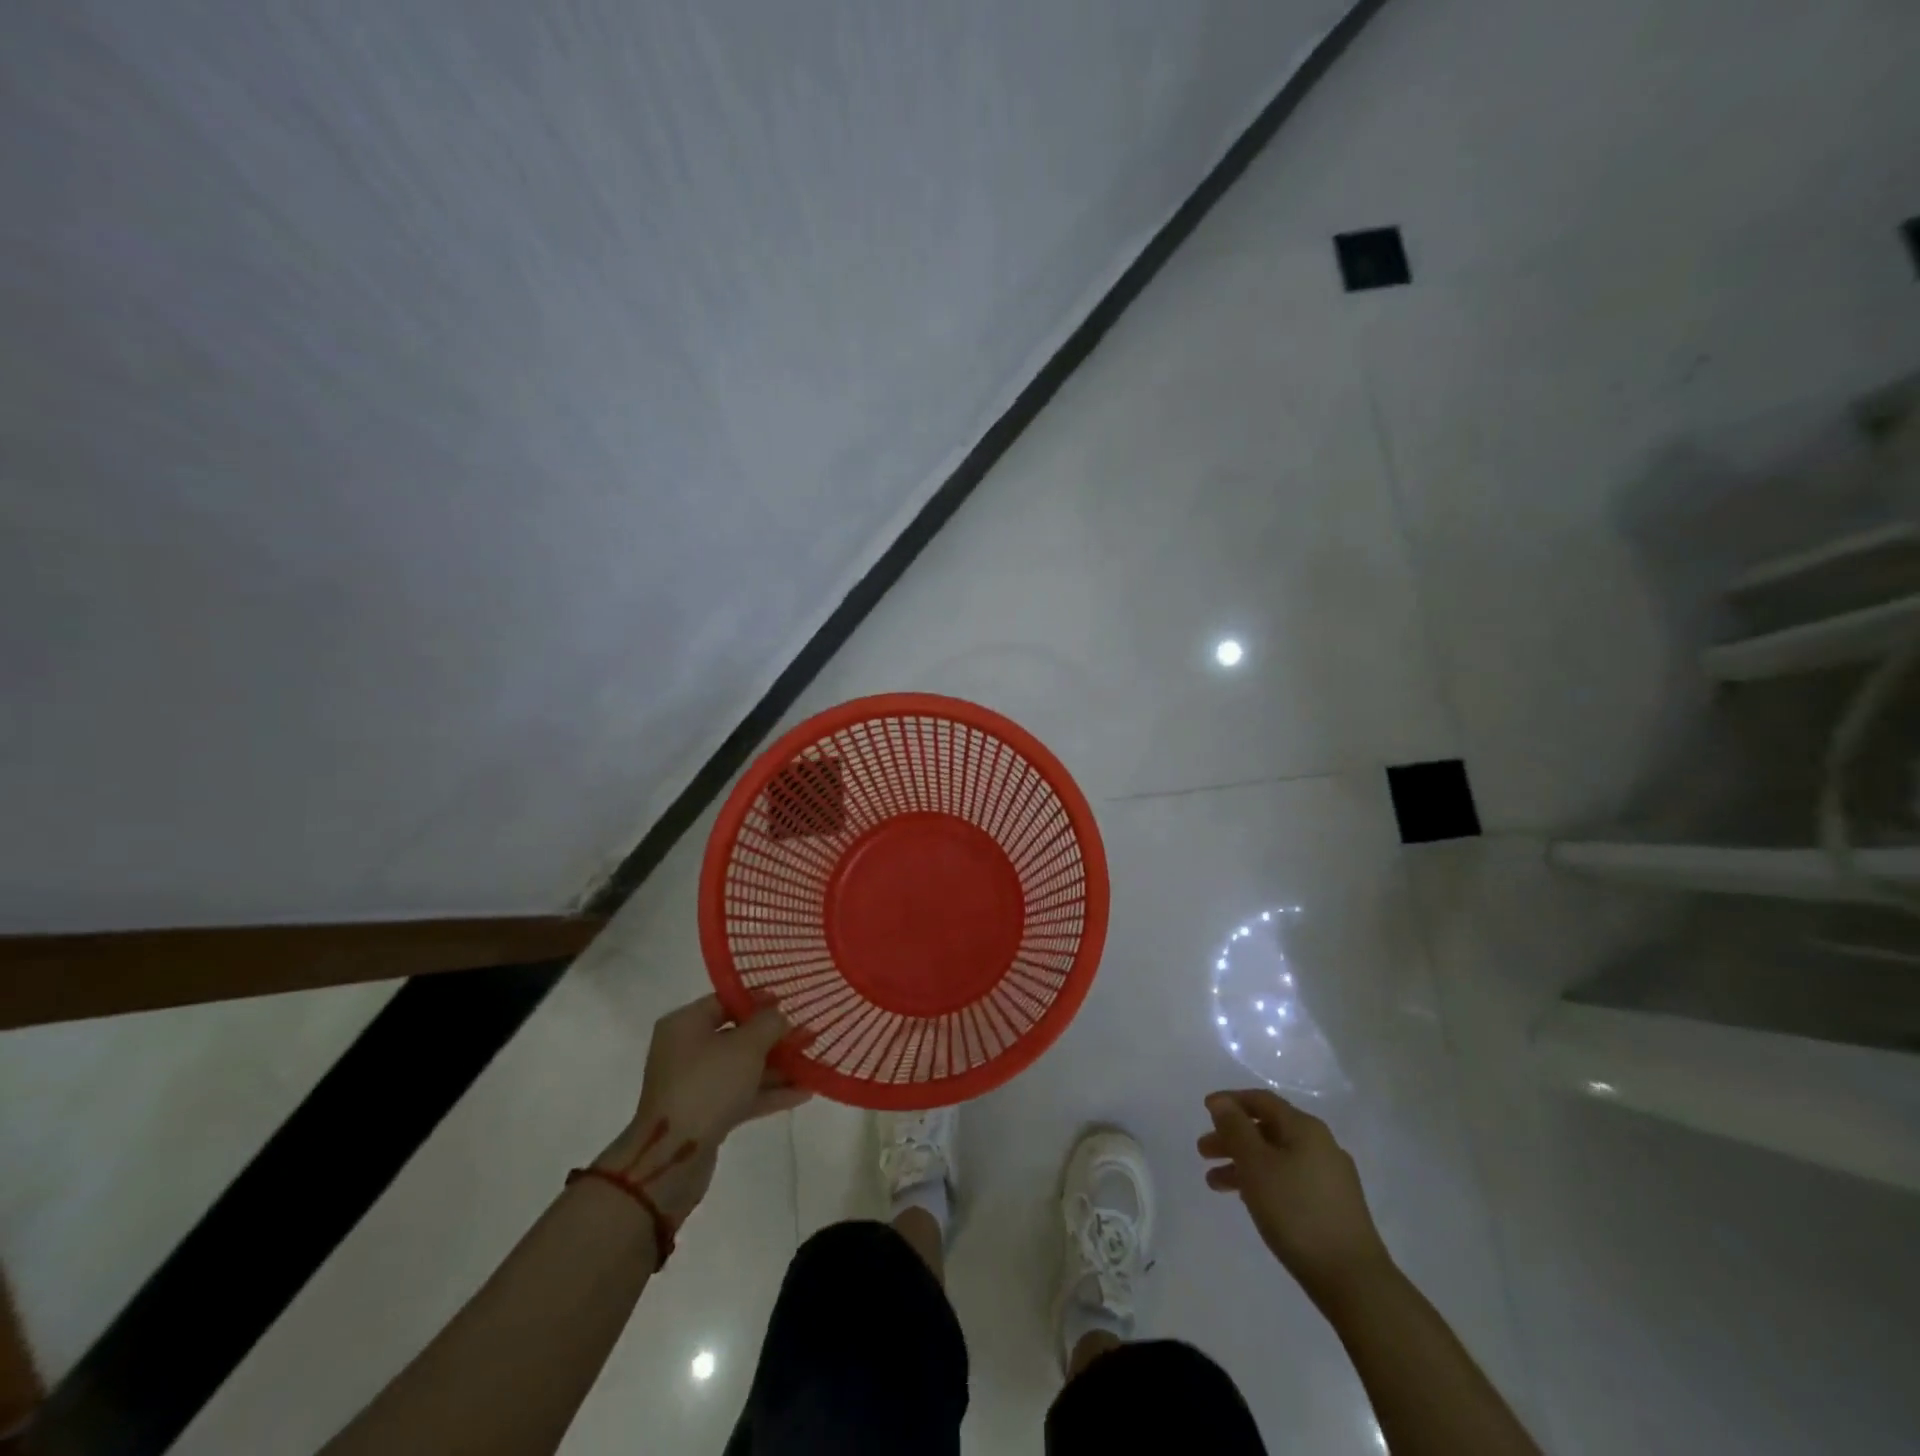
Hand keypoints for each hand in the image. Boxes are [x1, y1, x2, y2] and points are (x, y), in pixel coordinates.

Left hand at [595, 995, 810, 1222]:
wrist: (673, 1157)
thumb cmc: (708, 1085)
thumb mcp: (746, 1046)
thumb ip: (769, 1023)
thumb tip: (779, 1016)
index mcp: (685, 1024)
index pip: (726, 1001)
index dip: (759, 1000)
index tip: (791, 1003)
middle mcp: (686, 1050)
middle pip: (736, 1035)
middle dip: (774, 1037)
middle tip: (808, 1035)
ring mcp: (694, 1085)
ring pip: (742, 1068)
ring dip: (776, 1067)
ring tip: (812, 1064)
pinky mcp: (704, 1115)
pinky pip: (740, 1094)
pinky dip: (768, 1092)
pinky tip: (802, 1093)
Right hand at [1198, 1088, 1393, 1306]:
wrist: (1354, 1281)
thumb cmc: (1296, 1212)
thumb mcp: (1256, 1164)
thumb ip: (1236, 1128)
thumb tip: (1222, 1102)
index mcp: (1305, 1128)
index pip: (1261, 1100)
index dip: (1230, 1101)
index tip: (1204, 1110)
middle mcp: (1321, 1145)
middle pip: (1268, 1130)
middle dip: (1232, 1137)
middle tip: (1203, 1152)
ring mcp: (1331, 1177)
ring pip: (1277, 1158)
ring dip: (1244, 1164)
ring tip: (1215, 1183)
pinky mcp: (1334, 1206)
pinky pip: (1290, 1180)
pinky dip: (1264, 1182)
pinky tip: (1249, 1200)